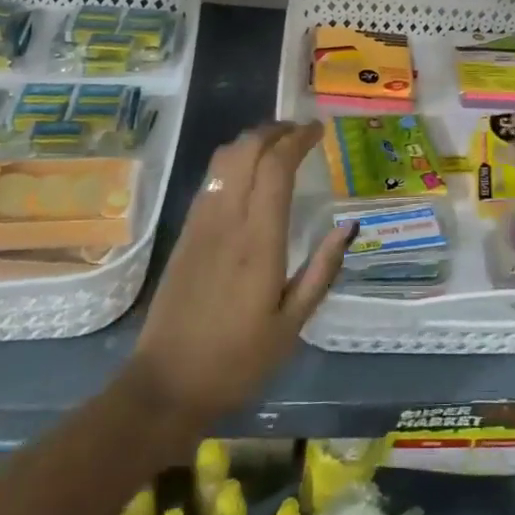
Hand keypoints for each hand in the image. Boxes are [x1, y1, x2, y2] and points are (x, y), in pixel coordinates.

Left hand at [131, 122, 351, 421]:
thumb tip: (348, 226)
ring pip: (223, 160)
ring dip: (252, 142)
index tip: (318, 130)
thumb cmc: (238, 360)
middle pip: (246, 150)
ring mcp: (200, 224)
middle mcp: (227, 221)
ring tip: (278, 146)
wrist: (166, 384)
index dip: (297, 139)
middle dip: (274, 130)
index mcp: (258, 240)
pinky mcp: (185, 234)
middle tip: (301, 132)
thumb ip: (322, 270)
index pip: (275, 167)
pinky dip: (234, 162)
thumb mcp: (292, 324)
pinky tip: (249, 175)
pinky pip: (211, 180)